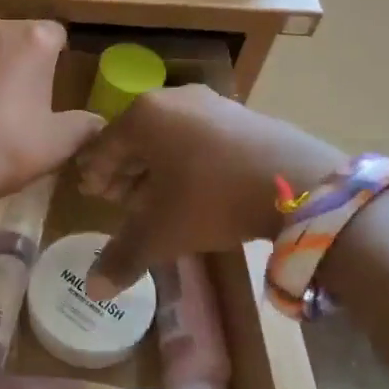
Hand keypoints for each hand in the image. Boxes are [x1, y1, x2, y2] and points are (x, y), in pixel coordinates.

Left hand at [0, 19, 103, 200]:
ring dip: (1, 71)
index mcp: (34, 38)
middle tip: (34, 101)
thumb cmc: (6, 144)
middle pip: (24, 38)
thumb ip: (84, 127)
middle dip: (30, 62)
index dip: (61, 59)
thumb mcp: (56, 143)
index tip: (60, 86)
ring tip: (3, 110)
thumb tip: (99, 122)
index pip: (58, 34)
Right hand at [76, 86, 347, 296]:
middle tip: (121, 202)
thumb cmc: (211, 198)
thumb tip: (94, 289)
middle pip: (137, 139)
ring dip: (158, 168)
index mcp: (142, 116)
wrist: (296, 183)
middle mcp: (172, 99)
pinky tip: (197, 188)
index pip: (105, 146)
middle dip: (127, 172)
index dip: (96, 175)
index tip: (91, 195)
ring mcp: (211, 102)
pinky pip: (200, 136)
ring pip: (170, 137)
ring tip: (158, 200)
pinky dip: (189, 160)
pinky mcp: (242, 113)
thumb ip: (124, 255)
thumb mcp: (163, 232)